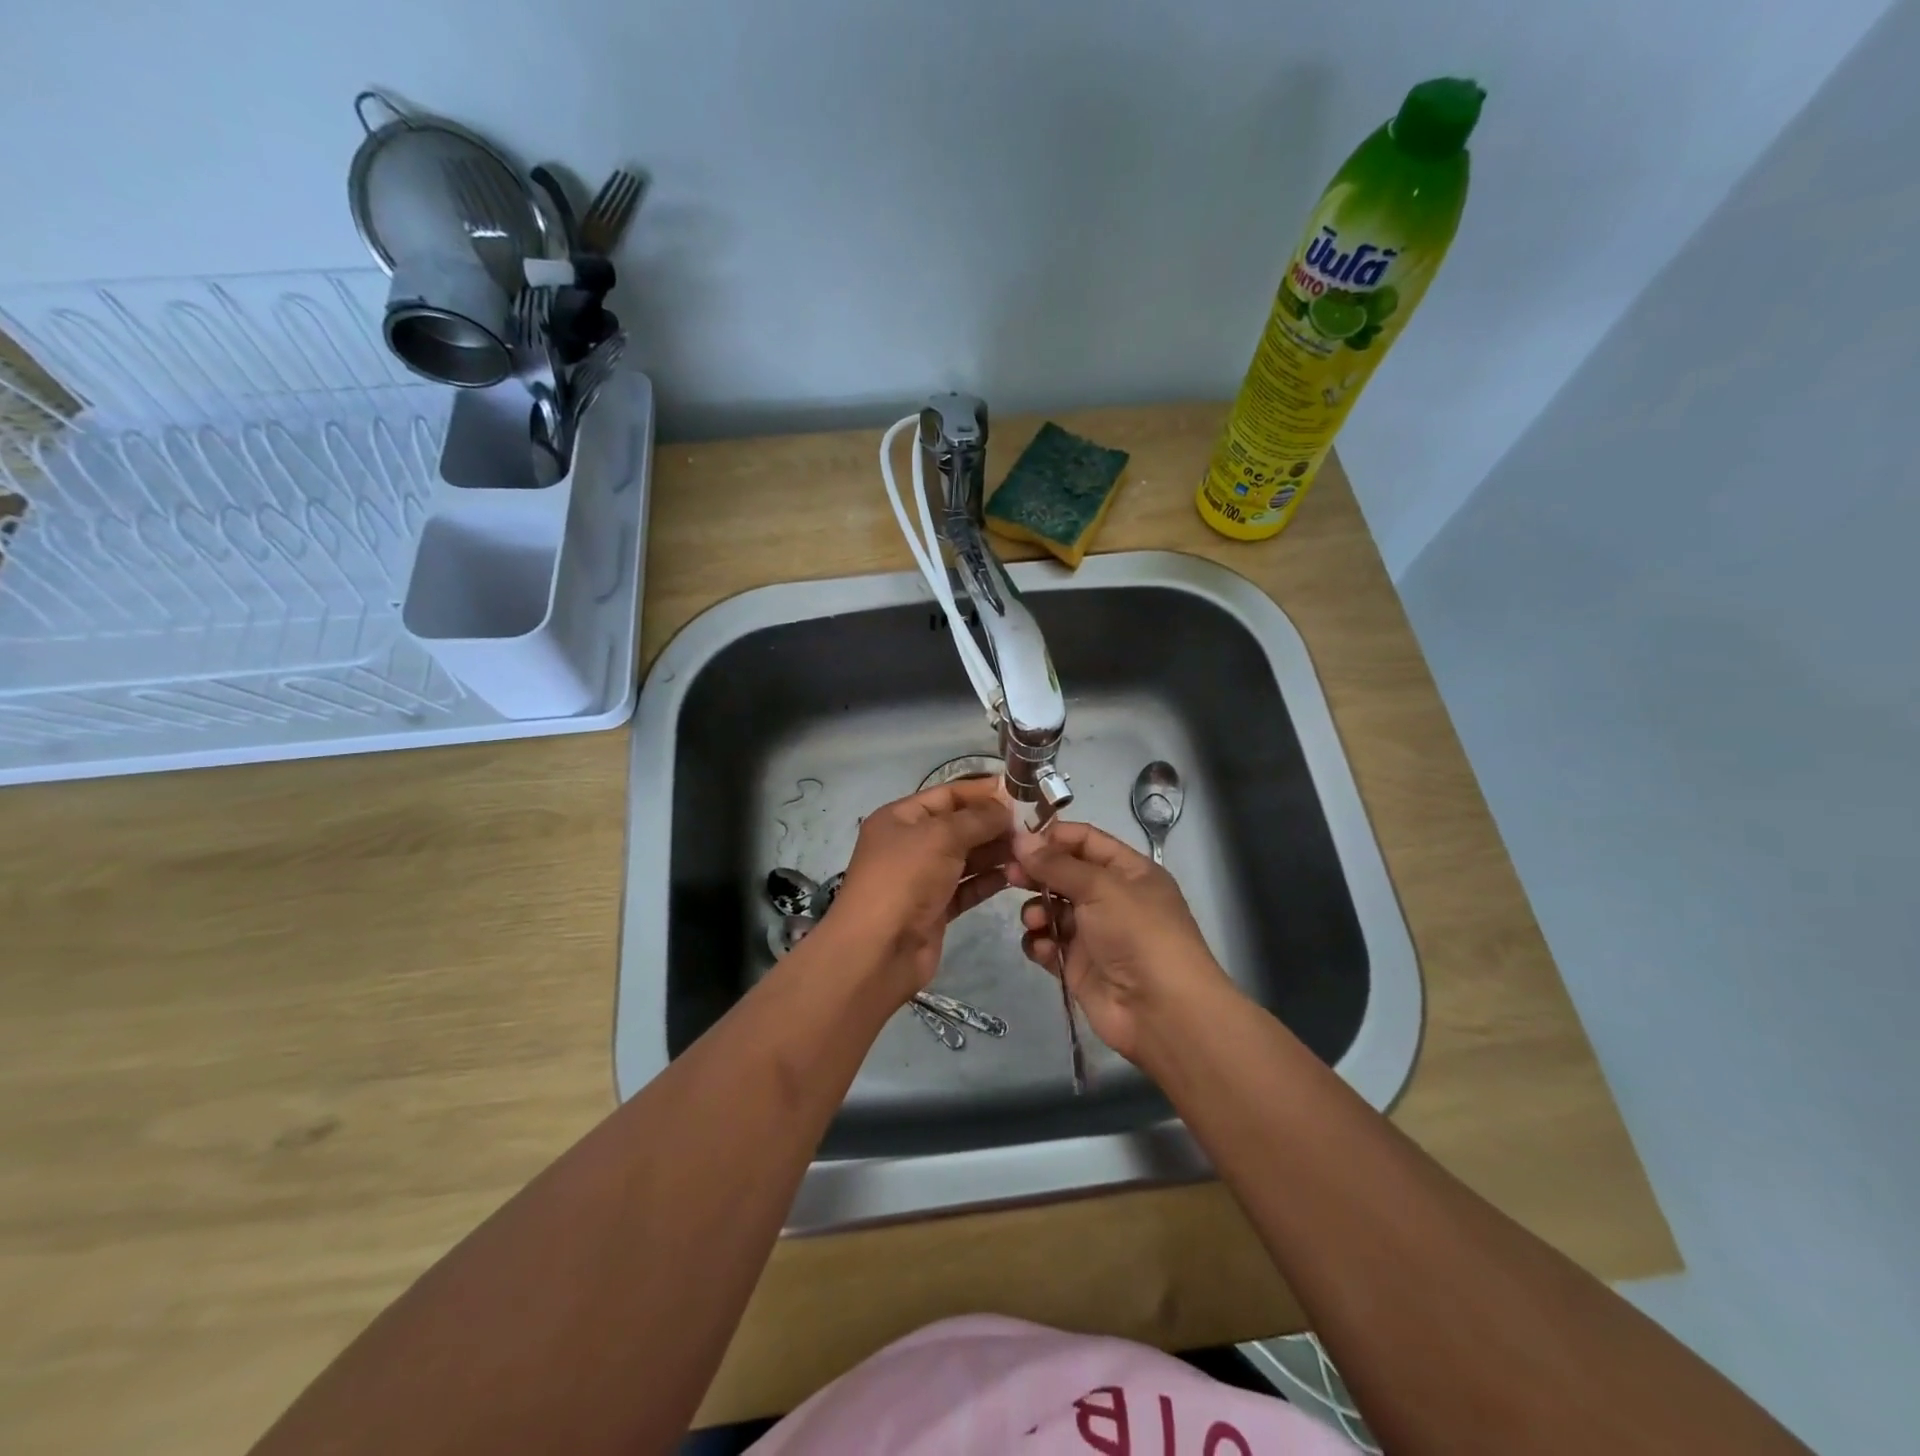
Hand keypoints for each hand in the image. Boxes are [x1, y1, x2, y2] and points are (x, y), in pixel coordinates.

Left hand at [824, 777, 1013, 999]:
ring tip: (1031, 850)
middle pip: (959, 826)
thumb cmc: (904, 879)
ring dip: (996, 852)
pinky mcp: (935, 908)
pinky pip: (967, 887)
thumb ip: (978, 819)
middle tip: (1035, 825)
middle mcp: (910, 844)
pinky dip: (989, 881)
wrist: (878, 950)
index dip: (983, 792)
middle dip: (994, 824)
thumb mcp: (941, 836)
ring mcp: (922, 878)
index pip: (948, 795)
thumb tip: (1006, 809)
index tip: (1022, 792)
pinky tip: (1015, 876)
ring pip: (966, 857)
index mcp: (900, 818)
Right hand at [1006, 820, 1235, 1062]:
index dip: (1053, 836)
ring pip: (1052, 909)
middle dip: (1037, 872)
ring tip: (1036, 921)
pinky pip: (1048, 944)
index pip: (1085, 840)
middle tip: (1009, 874)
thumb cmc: (1138, 934)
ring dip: (1037, 911)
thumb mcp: (1101, 888)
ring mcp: (1094, 933)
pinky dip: (1040, 943)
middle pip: (1064, 874)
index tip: (1018, 838)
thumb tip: (1020, 839)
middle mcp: (1111, 898)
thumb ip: (1057, 864)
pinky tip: (1043, 949)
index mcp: (1128, 871)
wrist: (1161, 1011)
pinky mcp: (1078, 965)